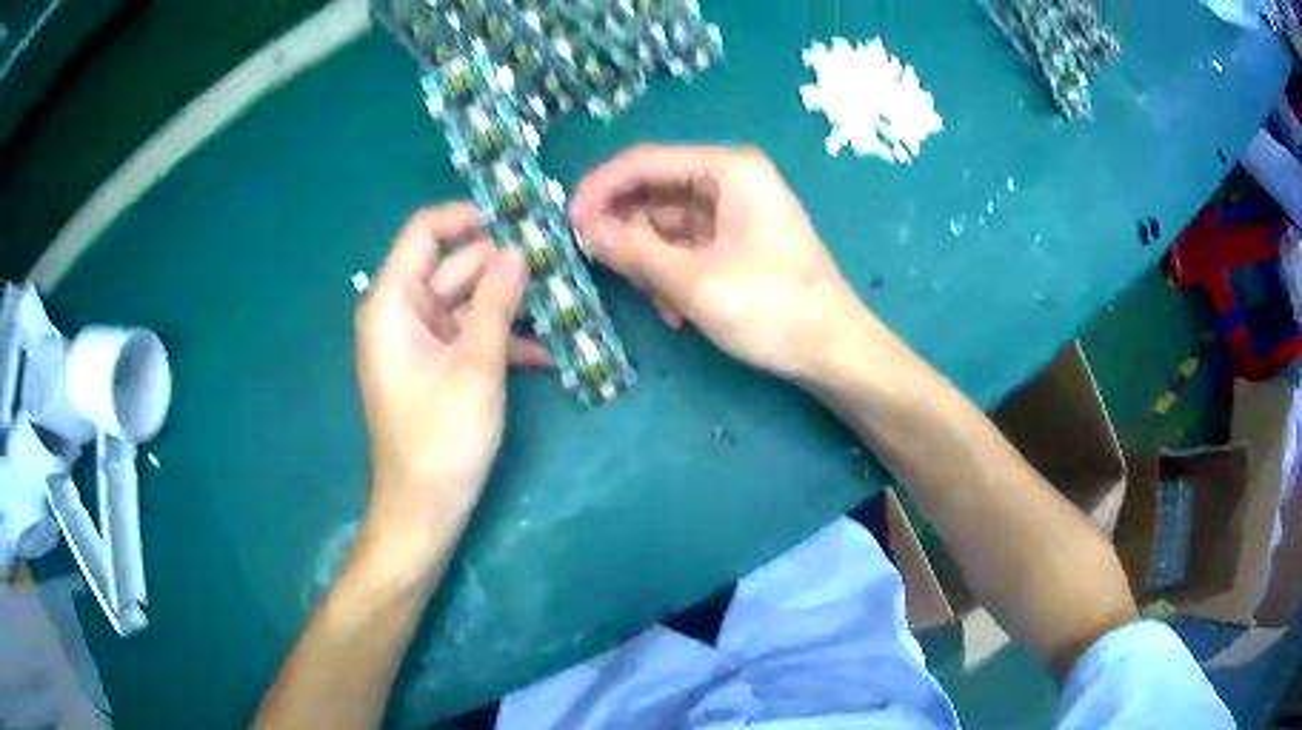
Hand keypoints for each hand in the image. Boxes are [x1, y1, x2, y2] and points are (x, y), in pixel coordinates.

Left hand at [355, 204, 548, 530]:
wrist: (424, 509)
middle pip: (454, 266)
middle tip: (560, 261)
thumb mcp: (476, 366)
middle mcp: (401, 313)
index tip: (518, 221)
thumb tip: (519, 251)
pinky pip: (470, 335)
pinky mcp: (436, 366)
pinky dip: (503, 338)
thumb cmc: (442, 438)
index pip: (425, 232)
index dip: (468, 218)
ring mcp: (419, 341)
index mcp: (393, 303)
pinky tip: (550, 351)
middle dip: (503, 265)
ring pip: (468, 302)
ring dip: (511, 305)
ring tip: (565, 304)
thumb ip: (496, 303)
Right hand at [569, 145, 866, 380]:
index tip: (566, 223)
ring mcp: (738, 212)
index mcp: (728, 169)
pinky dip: (672, 273)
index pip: (644, 161)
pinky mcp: (740, 242)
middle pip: (655, 192)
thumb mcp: (693, 281)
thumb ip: (633, 250)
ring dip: (649, 260)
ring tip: (650, 300)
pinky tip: (674, 310)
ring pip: (668, 223)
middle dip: (625, 230)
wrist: (834, 352)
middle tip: (593, 264)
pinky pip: (689, 246)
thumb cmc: (770, 308)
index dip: (600, 189)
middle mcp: (732, 180)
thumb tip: (584, 229)